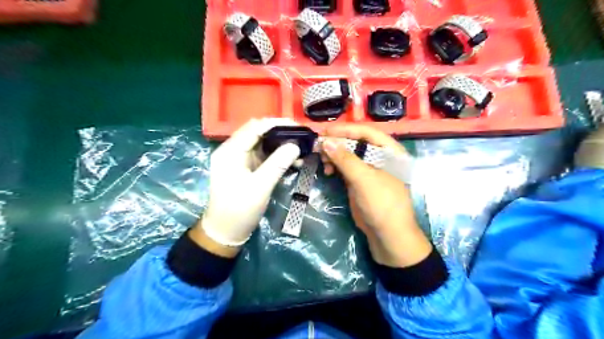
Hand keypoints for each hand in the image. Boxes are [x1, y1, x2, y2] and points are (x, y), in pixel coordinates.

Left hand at [191, 118, 299, 256]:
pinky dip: (277, 156)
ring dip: (280, 145)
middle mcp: (233, 150)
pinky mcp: (245, 168)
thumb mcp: (260, 187)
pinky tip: (291, 160)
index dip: (277, 123)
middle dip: (280, 133)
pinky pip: (263, 155)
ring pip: (262, 144)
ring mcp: (239, 159)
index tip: (298, 126)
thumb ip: (277, 164)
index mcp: (230, 151)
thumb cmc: (239, 210)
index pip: (255, 127)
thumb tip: (295, 145)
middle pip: (258, 133)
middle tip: (302, 136)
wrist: (225, 232)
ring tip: (300, 149)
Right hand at [318, 125, 431, 266]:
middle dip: (337, 143)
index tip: (325, 132)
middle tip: (318, 146)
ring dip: (334, 155)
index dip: (345, 130)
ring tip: (322, 161)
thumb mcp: (364, 179)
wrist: (388, 236)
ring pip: (349, 155)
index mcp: (389, 151)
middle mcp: (380, 156)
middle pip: (356, 142)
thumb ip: (345, 159)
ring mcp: (369, 169)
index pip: (366, 132)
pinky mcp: (360, 181)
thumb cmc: (382, 204)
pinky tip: (327, 170)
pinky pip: (346, 168)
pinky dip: (335, 166)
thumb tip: (326, 141)